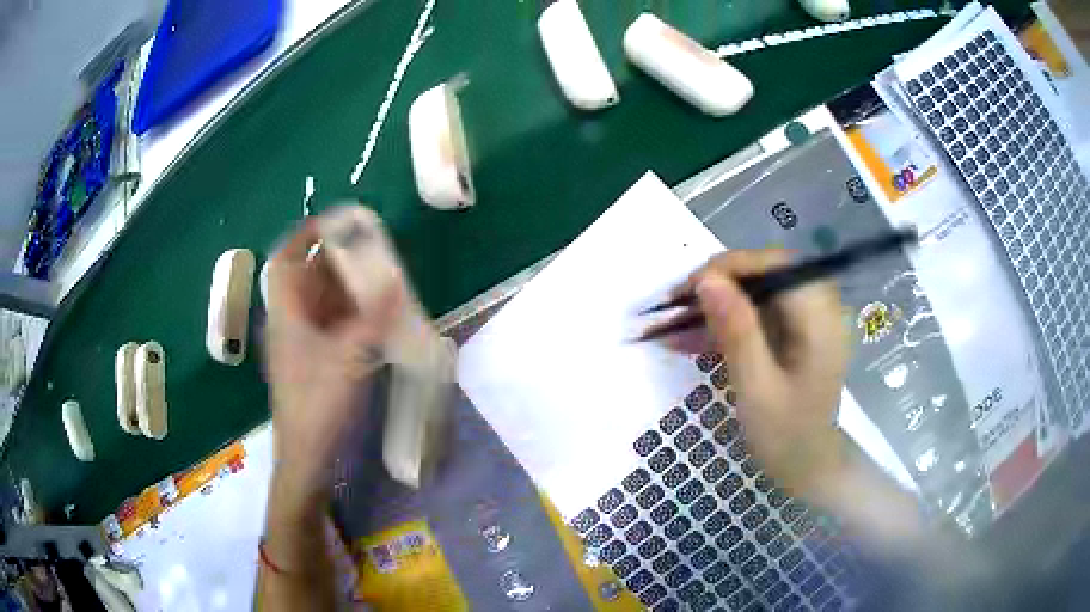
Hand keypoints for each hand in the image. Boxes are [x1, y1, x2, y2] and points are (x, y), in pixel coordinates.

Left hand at [264, 219, 401, 495]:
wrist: (308, 457)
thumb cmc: (318, 405)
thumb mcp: (349, 358)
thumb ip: (374, 317)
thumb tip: (395, 280)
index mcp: (287, 315)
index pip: (285, 261)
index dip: (305, 236)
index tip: (336, 222)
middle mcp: (290, 323)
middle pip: (308, 278)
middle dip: (336, 260)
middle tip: (370, 250)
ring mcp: (301, 345)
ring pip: (321, 303)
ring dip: (346, 288)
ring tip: (379, 278)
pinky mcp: (313, 362)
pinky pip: (330, 325)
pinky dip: (350, 314)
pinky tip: (374, 317)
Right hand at [689, 250, 849, 496]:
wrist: (808, 467)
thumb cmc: (786, 437)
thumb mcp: (756, 389)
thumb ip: (737, 332)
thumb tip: (707, 279)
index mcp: (820, 319)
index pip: (775, 266)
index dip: (731, 267)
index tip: (688, 291)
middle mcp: (820, 308)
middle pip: (766, 272)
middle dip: (720, 283)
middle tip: (678, 306)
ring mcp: (809, 319)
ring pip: (759, 289)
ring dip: (719, 301)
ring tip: (677, 323)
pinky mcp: (796, 331)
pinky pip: (759, 310)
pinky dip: (728, 319)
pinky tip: (695, 337)